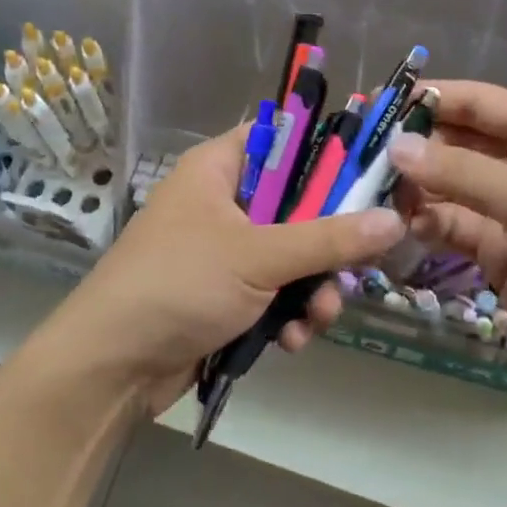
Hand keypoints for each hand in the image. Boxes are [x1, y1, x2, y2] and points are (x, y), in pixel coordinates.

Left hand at [45, 125, 405, 413]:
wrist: (112, 366)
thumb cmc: (180, 284)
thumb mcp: (258, 256)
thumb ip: (328, 238)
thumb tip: (395, 220)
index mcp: (220, 169)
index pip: (285, 140)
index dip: (329, 155)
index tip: (373, 178)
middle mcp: (224, 203)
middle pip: (299, 205)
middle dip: (328, 245)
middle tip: (356, 265)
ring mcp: (225, 252)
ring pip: (293, 256)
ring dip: (313, 289)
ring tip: (318, 318)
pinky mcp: (226, 295)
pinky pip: (275, 293)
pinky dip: (289, 315)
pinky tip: (291, 342)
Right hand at [387, 81, 506, 399]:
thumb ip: (460, 174)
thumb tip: (396, 148)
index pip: (479, 103)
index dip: (432, 99)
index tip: (379, 102)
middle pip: (460, 145)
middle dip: (416, 148)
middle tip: (363, 154)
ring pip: (452, 189)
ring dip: (417, 189)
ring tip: (372, 192)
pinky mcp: (501, 253)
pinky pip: (455, 227)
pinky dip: (429, 224)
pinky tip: (401, 225)